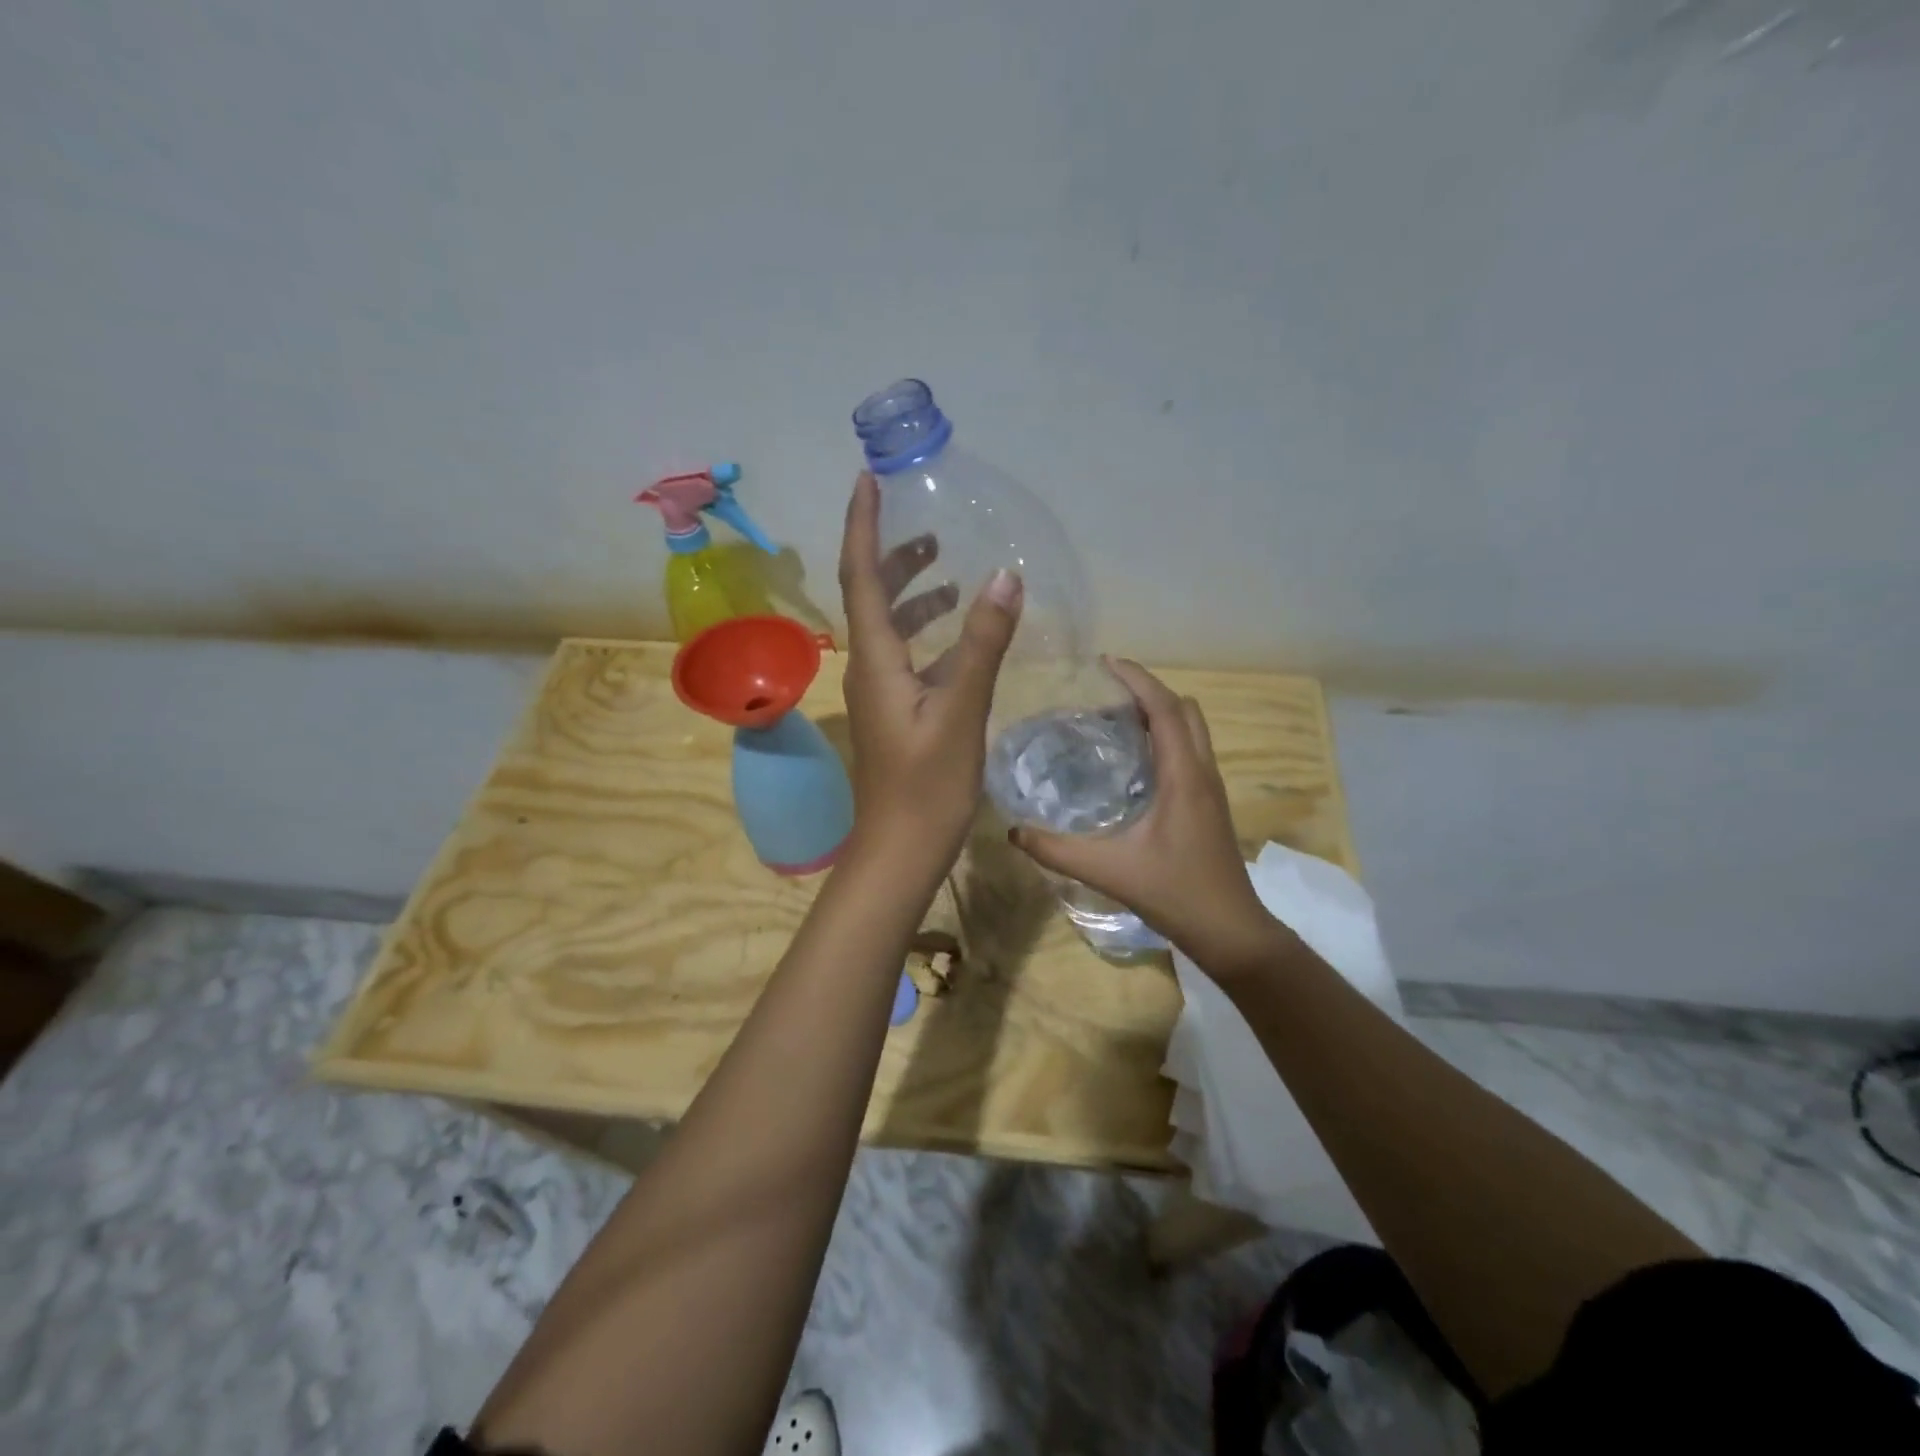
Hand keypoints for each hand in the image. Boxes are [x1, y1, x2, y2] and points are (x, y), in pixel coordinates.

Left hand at [838, 471, 1022, 864]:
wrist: (899, 851)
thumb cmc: (927, 787)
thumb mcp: (961, 712)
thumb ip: (982, 645)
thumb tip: (1004, 576)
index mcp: (874, 659)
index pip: (860, 576)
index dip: (862, 525)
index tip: (868, 479)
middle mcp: (868, 668)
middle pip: (871, 596)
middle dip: (893, 555)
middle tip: (927, 528)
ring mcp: (880, 692)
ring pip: (890, 628)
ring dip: (914, 595)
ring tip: (950, 572)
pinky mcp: (896, 712)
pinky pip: (908, 657)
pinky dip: (930, 635)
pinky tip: (961, 638)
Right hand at [1010, 660, 1285, 975]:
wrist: (1230, 930)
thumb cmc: (1175, 893)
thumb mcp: (1109, 870)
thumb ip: (1058, 850)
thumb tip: (1013, 830)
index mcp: (1183, 775)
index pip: (1164, 708)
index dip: (1137, 679)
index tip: (1106, 662)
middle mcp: (1202, 771)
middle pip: (1184, 709)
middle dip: (1148, 691)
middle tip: (1106, 695)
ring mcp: (1210, 787)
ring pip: (1191, 729)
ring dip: (1159, 714)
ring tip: (1114, 722)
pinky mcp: (1209, 803)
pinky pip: (1188, 750)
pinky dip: (1164, 738)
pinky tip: (1132, 764)